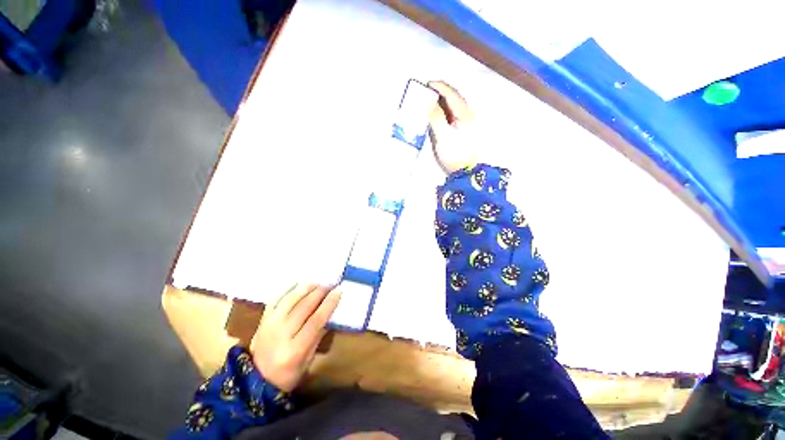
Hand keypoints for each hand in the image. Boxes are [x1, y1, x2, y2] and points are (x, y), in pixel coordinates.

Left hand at [250, 283, 340, 391]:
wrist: (254, 381)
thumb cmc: (287, 375)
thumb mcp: (308, 361)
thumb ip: (318, 336)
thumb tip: (330, 313)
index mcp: (295, 350)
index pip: (315, 321)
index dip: (329, 304)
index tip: (338, 291)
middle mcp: (281, 334)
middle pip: (304, 307)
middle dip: (320, 292)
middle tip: (330, 284)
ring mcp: (269, 325)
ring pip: (290, 299)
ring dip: (306, 288)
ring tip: (317, 283)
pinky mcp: (262, 320)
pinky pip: (276, 299)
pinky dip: (288, 289)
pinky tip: (298, 284)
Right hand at [428, 81, 477, 174]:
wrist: (466, 171)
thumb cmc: (455, 154)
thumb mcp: (443, 136)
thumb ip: (436, 118)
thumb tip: (429, 102)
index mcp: (464, 114)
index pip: (452, 94)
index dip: (440, 87)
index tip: (427, 84)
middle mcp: (467, 115)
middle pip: (454, 98)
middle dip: (441, 92)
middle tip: (426, 91)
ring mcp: (466, 123)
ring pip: (453, 106)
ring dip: (442, 101)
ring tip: (429, 100)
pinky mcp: (462, 130)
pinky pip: (452, 115)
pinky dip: (444, 110)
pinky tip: (437, 113)